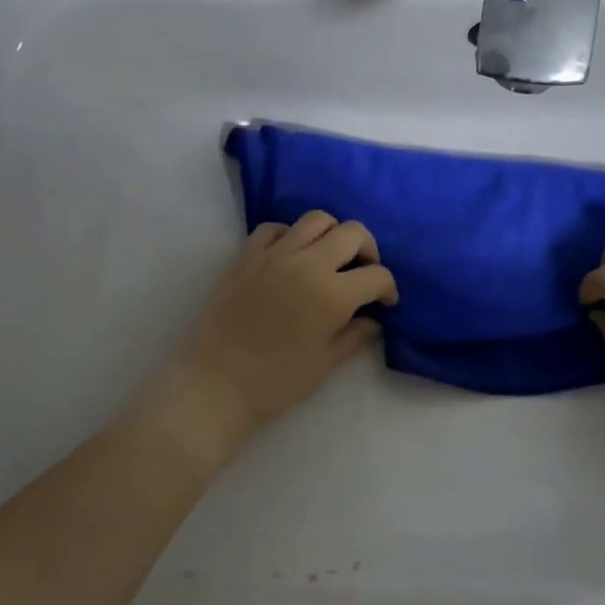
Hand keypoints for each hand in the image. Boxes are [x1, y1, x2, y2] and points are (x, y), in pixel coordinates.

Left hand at [156, 211, 397, 456]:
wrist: (216, 384)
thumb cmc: (277, 382)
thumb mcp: (326, 363)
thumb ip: (355, 336)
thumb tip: (373, 320)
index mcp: (333, 294)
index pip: (377, 275)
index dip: (388, 289)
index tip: (385, 303)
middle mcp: (307, 263)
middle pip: (352, 233)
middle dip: (368, 251)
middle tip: (363, 273)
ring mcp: (274, 255)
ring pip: (316, 219)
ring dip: (332, 235)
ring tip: (329, 259)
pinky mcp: (246, 257)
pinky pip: (274, 228)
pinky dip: (290, 235)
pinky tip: (291, 256)